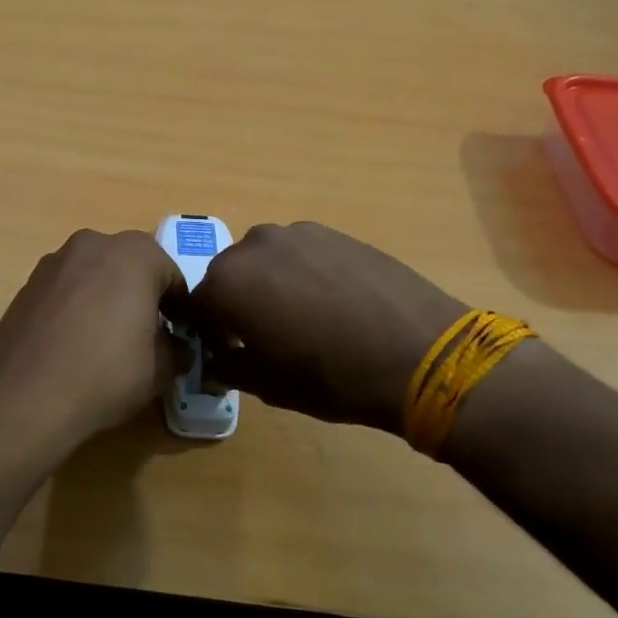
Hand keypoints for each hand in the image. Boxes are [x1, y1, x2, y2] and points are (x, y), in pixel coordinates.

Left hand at [0, 229, 190, 459]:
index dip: (181, 308)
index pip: (172, 276)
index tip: (181, 336)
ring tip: (106, 339)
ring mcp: (55, 260)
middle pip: (131, 267)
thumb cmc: (105, 373)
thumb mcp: (161, 368)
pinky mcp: (28, 282)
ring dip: (107, 297)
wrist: (25, 395)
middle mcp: (94, 243)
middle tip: (146, 335)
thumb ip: (178, 349)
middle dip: (142, 295)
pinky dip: (77, 306)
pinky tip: (74, 342)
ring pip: (95, 274)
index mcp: (135, 253)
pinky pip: (66, 289)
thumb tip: (177, 347)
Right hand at [186, 222, 468, 434]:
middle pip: (230, 276)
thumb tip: (217, 360)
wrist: (420, 352)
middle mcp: (254, 245)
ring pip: (267, 261)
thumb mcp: (268, 385)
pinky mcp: (334, 232)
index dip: (210, 333)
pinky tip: (334, 302)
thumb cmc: (332, 376)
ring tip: (306, 317)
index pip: (197, 305)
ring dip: (272, 285)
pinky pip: (302, 253)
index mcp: (227, 282)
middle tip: (268, 336)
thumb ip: (229, 366)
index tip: (230, 353)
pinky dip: (304, 273)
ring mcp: (297, 233)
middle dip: (239, 303)